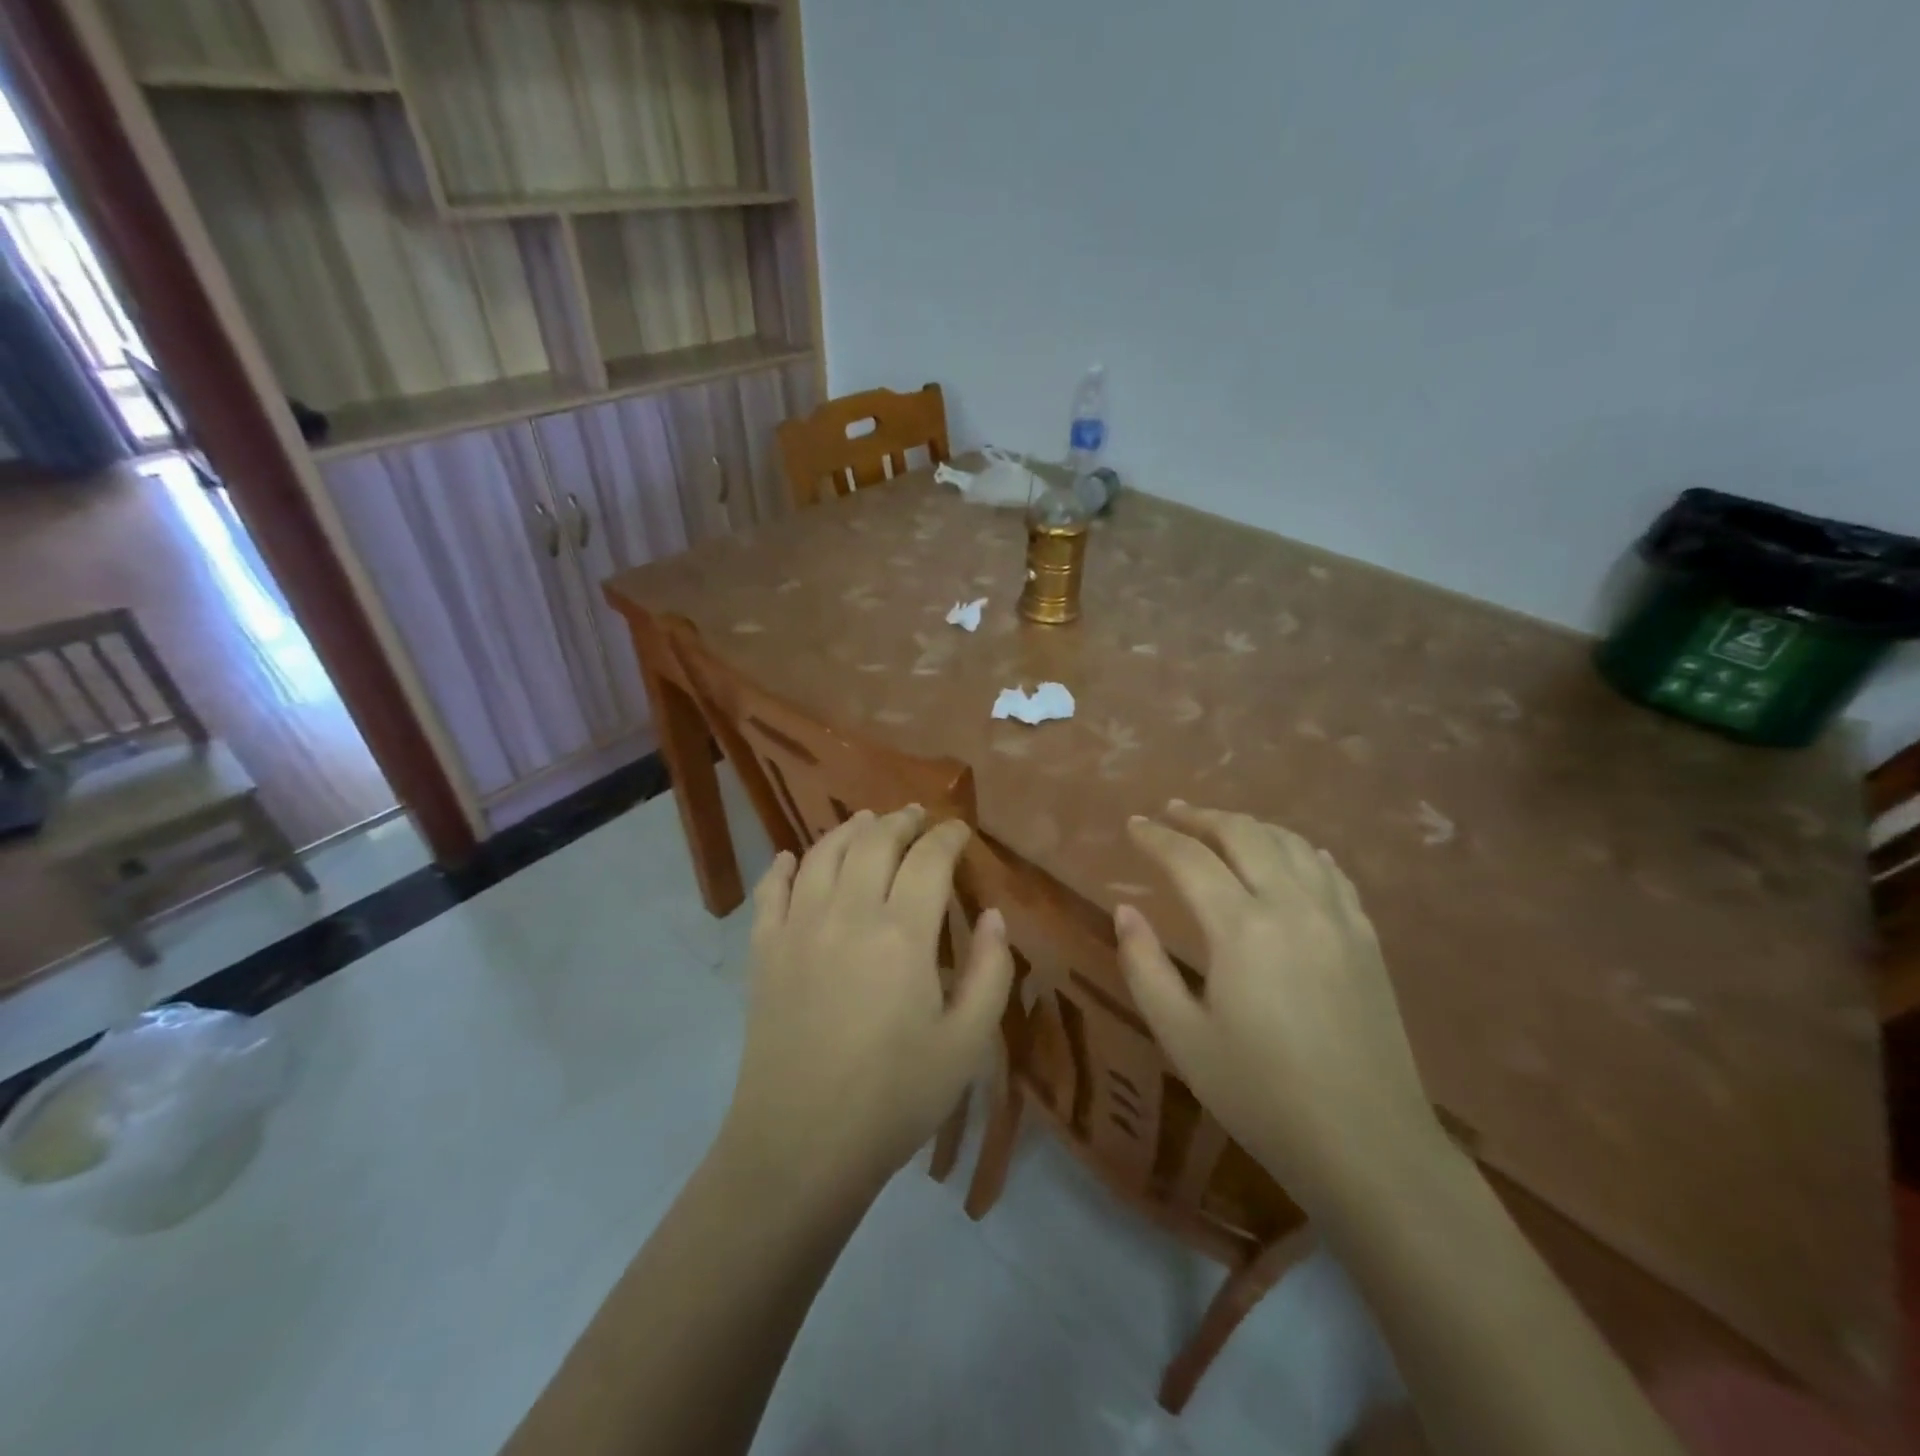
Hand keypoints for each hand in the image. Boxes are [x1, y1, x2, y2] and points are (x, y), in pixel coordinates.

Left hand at [719, 807, 1015, 1197]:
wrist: (801, 1146)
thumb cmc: (894, 1099)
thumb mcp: (966, 1045)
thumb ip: (990, 972)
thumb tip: (993, 917)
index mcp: (902, 934)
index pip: (929, 860)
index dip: (948, 837)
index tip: (960, 830)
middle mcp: (847, 914)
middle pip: (874, 842)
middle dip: (901, 821)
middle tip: (918, 817)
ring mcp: (798, 928)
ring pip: (822, 854)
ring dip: (849, 830)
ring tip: (866, 821)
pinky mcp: (763, 951)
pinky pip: (770, 890)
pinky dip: (782, 866)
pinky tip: (790, 858)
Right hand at [1114, 801, 1445, 1218]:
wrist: (1369, 1146)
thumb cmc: (1261, 1095)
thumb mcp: (1182, 1037)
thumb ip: (1145, 966)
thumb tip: (1125, 911)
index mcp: (1242, 928)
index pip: (1189, 859)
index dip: (1156, 837)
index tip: (1133, 824)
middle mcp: (1292, 905)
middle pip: (1243, 834)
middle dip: (1201, 817)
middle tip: (1171, 812)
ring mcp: (1338, 918)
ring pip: (1290, 843)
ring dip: (1249, 826)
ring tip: (1220, 827)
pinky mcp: (1367, 938)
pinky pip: (1330, 871)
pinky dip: (1300, 850)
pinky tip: (1290, 854)